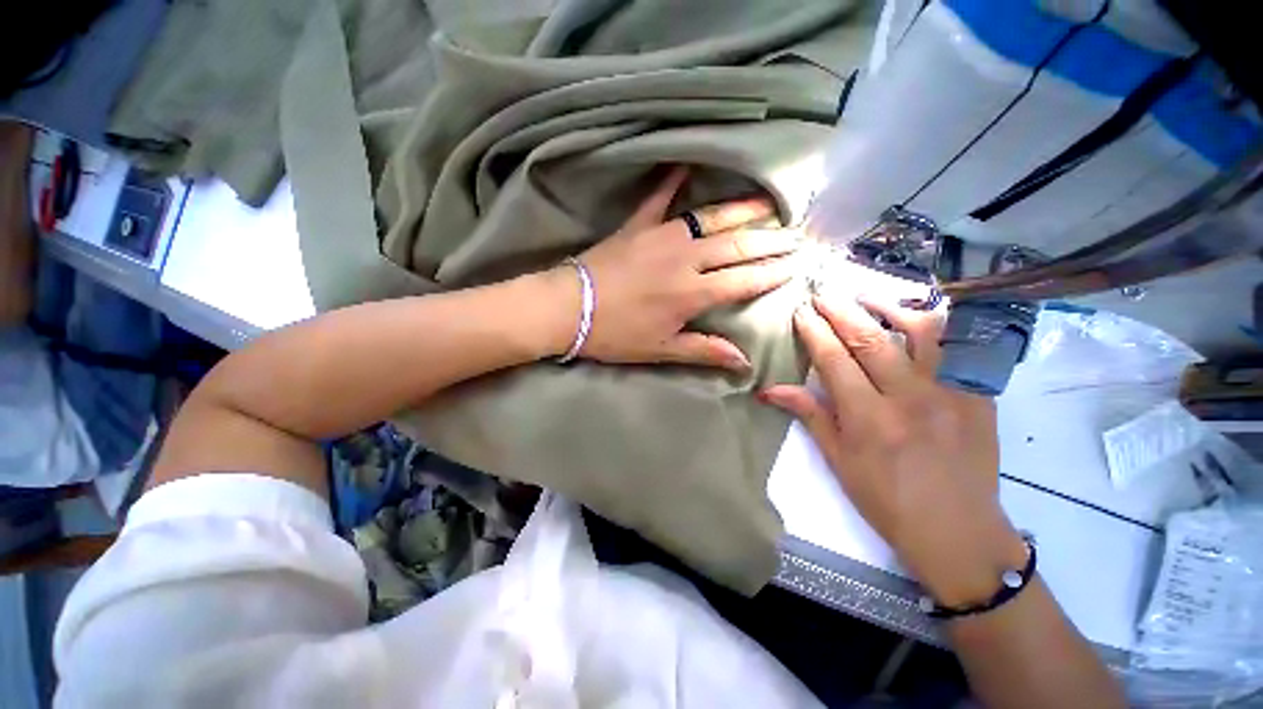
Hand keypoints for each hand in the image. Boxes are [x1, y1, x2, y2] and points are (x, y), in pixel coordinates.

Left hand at [561, 167, 800, 370]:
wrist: (570, 309)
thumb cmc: (616, 334)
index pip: (743, 281)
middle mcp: (684, 260)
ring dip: (742, 210)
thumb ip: (704, 352)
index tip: (797, 265)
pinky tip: (688, 162)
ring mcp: (661, 236)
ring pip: (710, 218)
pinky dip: (673, 179)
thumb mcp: (661, 350)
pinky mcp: (637, 224)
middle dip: (770, 240)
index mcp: (691, 294)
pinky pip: (659, 196)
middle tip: (797, 233)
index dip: (772, 273)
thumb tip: (744, 362)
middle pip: (735, 246)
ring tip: (769, 203)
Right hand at [760, 294, 1027, 605]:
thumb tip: (771, 390)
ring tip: (863, 294)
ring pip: (919, 333)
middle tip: (822, 292)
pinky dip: (934, 325)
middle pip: (869, 340)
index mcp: (869, 419)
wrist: (959, 531)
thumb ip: (810, 416)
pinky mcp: (979, 394)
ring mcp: (951, 393)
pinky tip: (916, 315)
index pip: (834, 360)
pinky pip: (958, 347)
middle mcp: (910, 398)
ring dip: (887, 307)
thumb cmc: (887, 500)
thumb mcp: (839, 461)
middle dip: (840, 311)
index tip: (800, 311)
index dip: (814, 331)